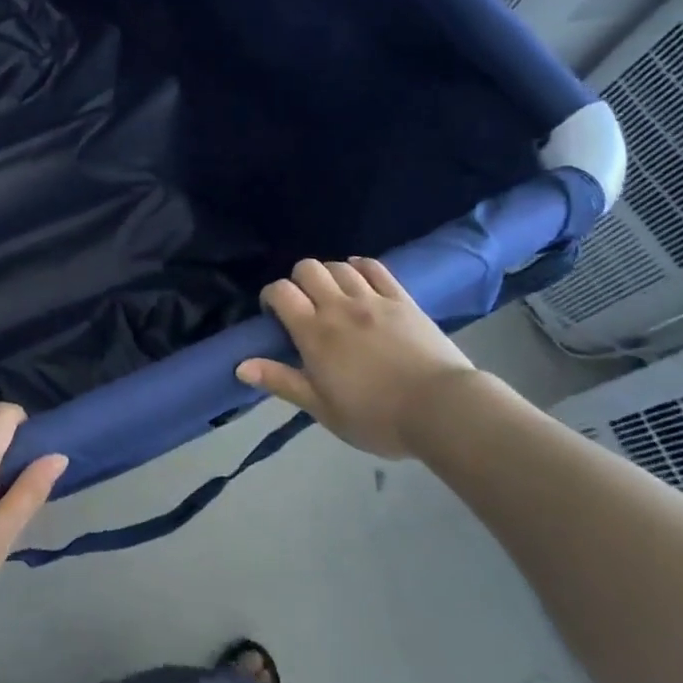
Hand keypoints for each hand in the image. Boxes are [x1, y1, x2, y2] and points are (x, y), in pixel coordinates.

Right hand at [235, 257, 480, 458]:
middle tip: (305, 306)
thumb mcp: (322, 408)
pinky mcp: (402, 299)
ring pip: (339, 266)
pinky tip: (359, 276)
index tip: (274, 315)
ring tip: (333, 296)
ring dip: (329, 275)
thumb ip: (282, 381)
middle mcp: (339, 306)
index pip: (281, 292)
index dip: (270, 296)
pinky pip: (375, 268)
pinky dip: (360, 266)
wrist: (442, 411)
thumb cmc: (376, 417)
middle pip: (308, 268)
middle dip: (298, 281)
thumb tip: (240, 365)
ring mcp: (373, 299)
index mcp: (314, 332)